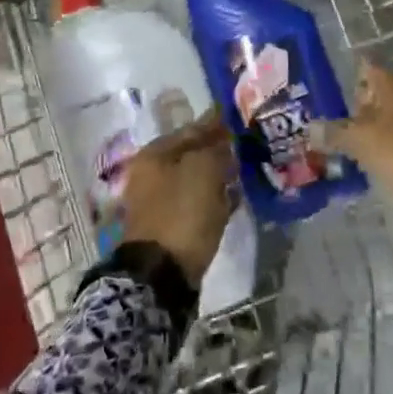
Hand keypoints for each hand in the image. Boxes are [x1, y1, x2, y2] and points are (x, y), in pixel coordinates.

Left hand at [119, 115, 235, 285]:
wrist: (161, 274)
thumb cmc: (182, 213)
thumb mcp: (204, 171)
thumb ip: (216, 149)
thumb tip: (223, 143)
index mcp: (154, 154)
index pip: (190, 130)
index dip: (214, 124)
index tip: (235, 119)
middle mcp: (151, 174)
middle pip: (190, 155)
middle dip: (215, 151)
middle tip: (242, 148)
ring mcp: (157, 202)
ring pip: (193, 179)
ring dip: (215, 176)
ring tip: (240, 173)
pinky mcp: (168, 226)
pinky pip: (194, 203)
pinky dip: (212, 199)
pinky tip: (232, 199)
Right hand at [328, 61, 392, 209]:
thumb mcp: (362, 146)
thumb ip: (335, 134)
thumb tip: (310, 128)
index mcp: (392, 80)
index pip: (364, 70)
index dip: (351, 90)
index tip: (344, 112)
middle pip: (385, 90)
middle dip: (372, 109)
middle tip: (359, 135)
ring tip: (382, 150)